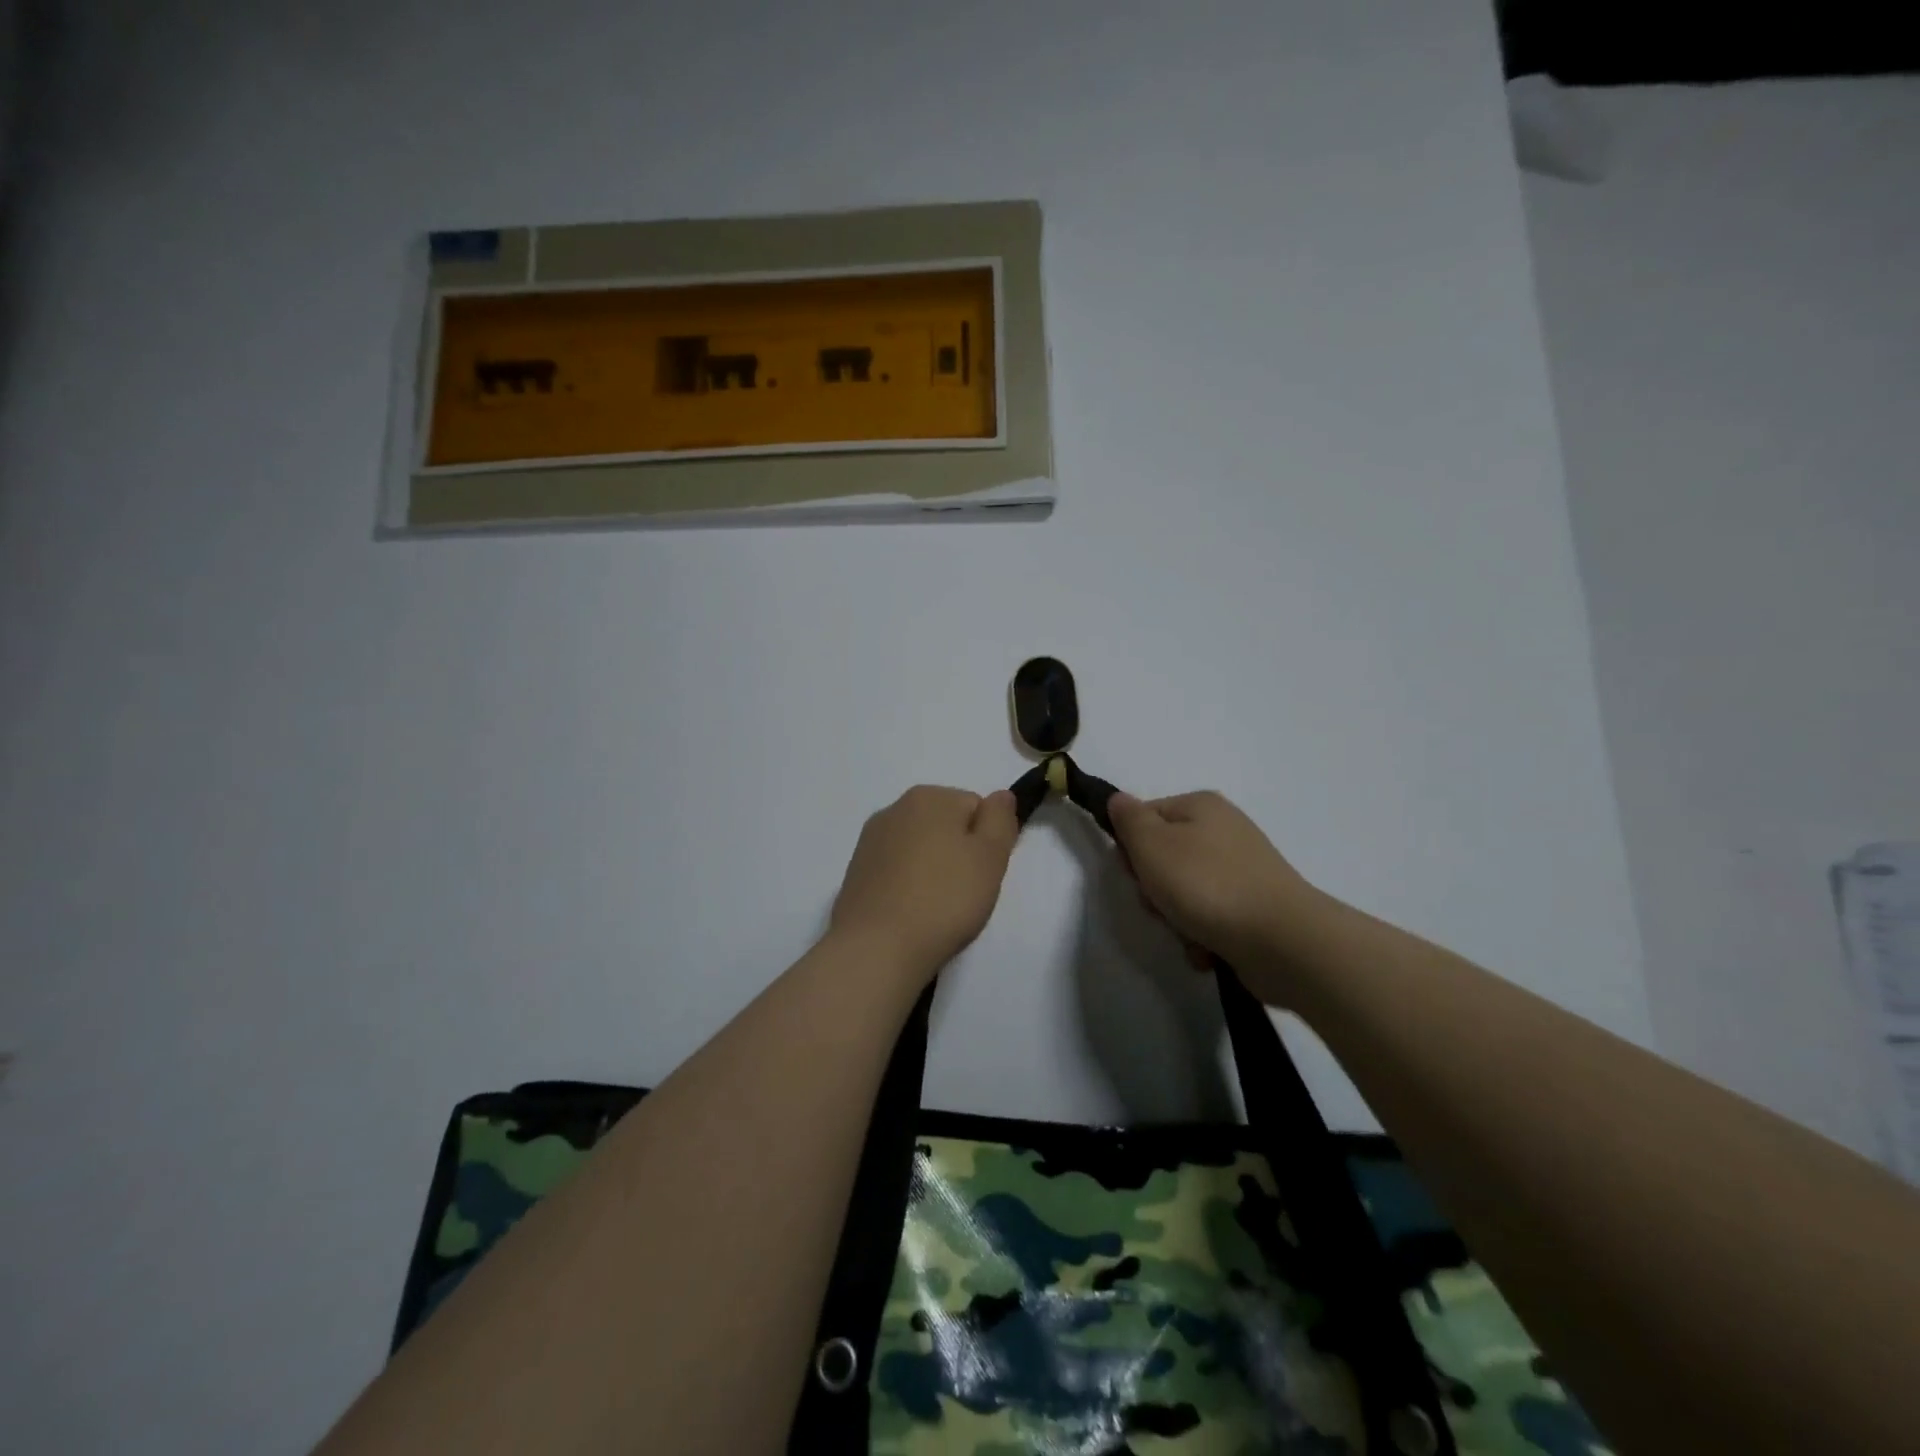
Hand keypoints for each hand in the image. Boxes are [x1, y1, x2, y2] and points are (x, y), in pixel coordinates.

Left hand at [829, 785, 1020, 980]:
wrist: (877, 947)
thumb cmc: (943, 899)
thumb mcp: (990, 857)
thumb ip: (1000, 819)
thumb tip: (1000, 796)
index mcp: (929, 796)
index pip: (975, 807)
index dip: (987, 841)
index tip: (983, 873)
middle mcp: (894, 808)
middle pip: (944, 825)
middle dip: (958, 852)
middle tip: (964, 892)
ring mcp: (869, 840)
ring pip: (918, 848)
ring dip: (931, 869)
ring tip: (935, 907)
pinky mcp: (855, 871)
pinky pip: (895, 870)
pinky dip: (905, 884)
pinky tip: (909, 912)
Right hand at [1107, 790, 1326, 997]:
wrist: (1282, 940)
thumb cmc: (1207, 885)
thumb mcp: (1152, 845)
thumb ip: (1129, 820)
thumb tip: (1118, 800)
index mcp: (1201, 805)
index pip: (1145, 817)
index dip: (1131, 847)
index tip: (1134, 873)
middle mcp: (1224, 830)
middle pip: (1164, 856)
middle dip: (1154, 888)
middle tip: (1160, 904)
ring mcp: (1243, 869)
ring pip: (1184, 891)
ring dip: (1176, 918)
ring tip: (1189, 933)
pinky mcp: (1254, 906)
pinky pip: (1211, 917)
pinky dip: (1203, 935)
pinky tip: (1208, 949)